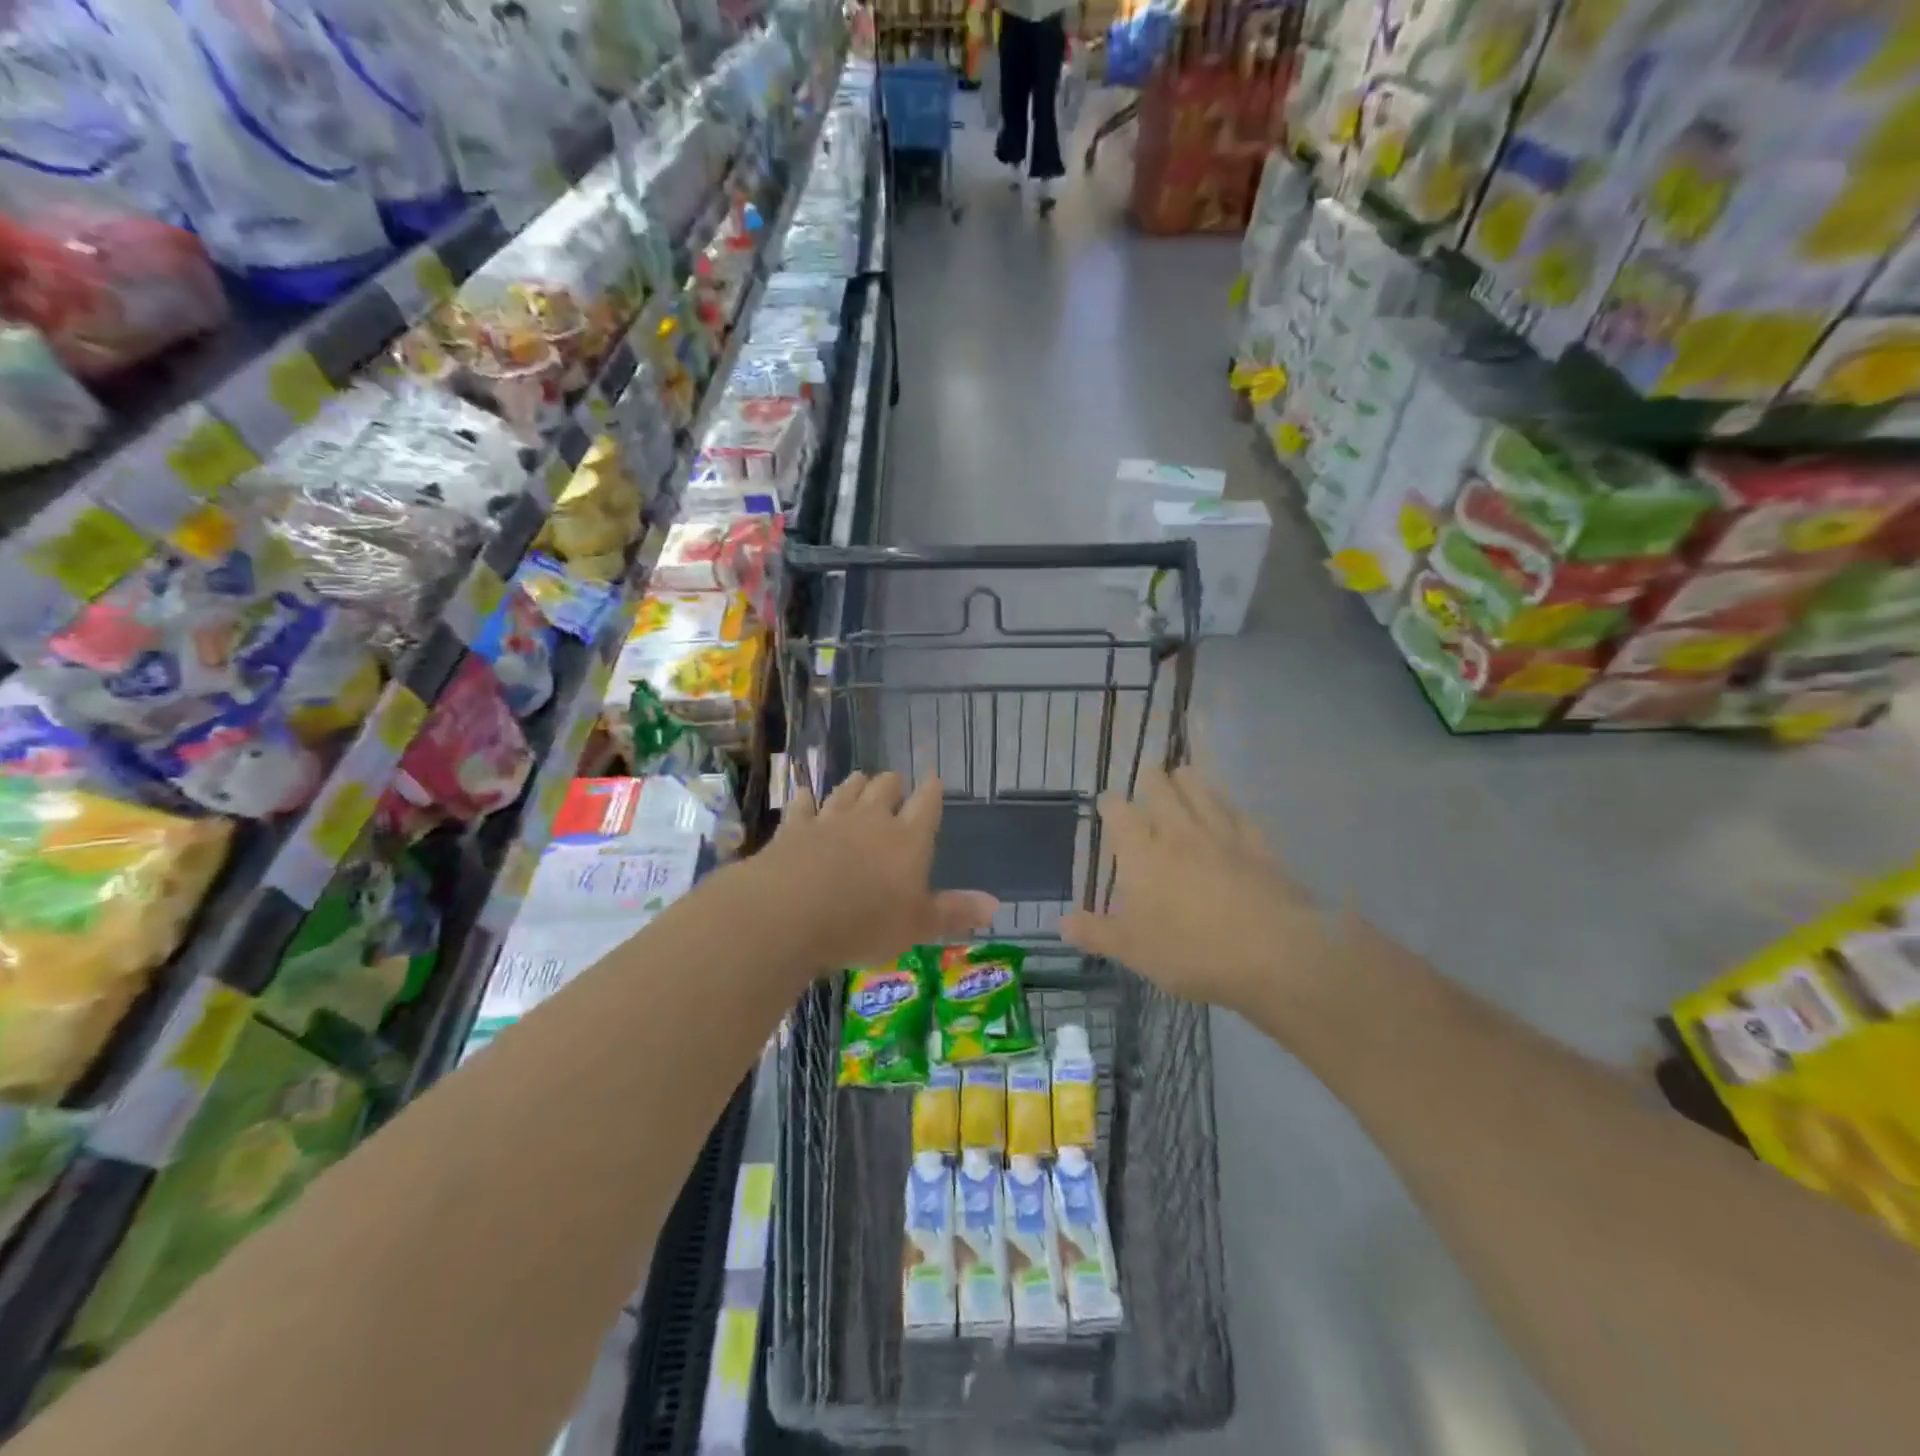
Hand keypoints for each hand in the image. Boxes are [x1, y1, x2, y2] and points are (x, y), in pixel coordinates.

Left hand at [758, 771, 998, 971]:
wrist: (791, 911)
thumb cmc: (864, 922)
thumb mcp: (918, 926)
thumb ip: (954, 912)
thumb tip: (996, 904)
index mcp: (908, 840)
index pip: (927, 804)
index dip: (932, 790)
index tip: (934, 778)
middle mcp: (871, 820)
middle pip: (885, 788)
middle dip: (893, 784)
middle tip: (895, 784)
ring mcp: (830, 820)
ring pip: (847, 791)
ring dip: (855, 784)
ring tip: (860, 779)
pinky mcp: (793, 829)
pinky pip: (802, 805)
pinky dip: (806, 799)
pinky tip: (805, 795)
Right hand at [1061, 766, 1328, 1017]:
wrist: (1273, 955)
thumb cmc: (1191, 952)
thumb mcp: (1133, 951)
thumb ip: (1097, 933)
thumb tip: (1061, 923)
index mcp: (1142, 854)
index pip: (1119, 813)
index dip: (1110, 804)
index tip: (1107, 803)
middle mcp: (1179, 833)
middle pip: (1161, 789)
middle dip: (1151, 780)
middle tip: (1148, 776)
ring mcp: (1222, 835)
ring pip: (1201, 790)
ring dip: (1188, 781)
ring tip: (1183, 776)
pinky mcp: (1258, 846)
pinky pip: (1239, 813)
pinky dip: (1228, 805)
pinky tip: (1229, 809)